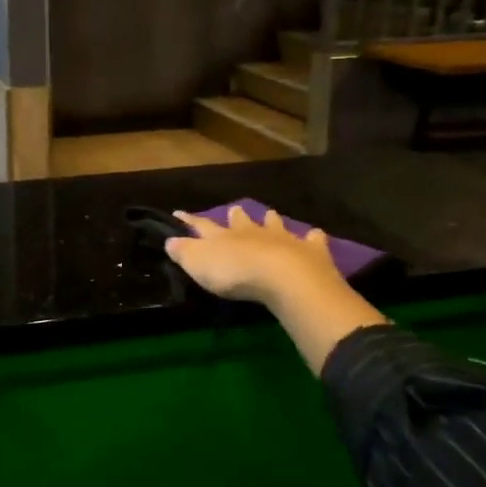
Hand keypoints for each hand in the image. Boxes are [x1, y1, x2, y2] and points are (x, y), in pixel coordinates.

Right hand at [164, 205, 346, 304]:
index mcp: (223, 236)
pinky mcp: (309, 250)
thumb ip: (183, 252)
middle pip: (241, 220)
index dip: (189, 220)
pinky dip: (313, 237)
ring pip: (274, 224)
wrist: (283, 277)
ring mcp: (282, 238)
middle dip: (236, 215)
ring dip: (271, 220)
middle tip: (234, 209)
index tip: (178, 212)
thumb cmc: (234, 273)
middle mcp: (251, 232)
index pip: (200, 225)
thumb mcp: (198, 264)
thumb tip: (170, 240)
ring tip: (270, 215)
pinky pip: (312, 239)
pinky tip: (315, 235)